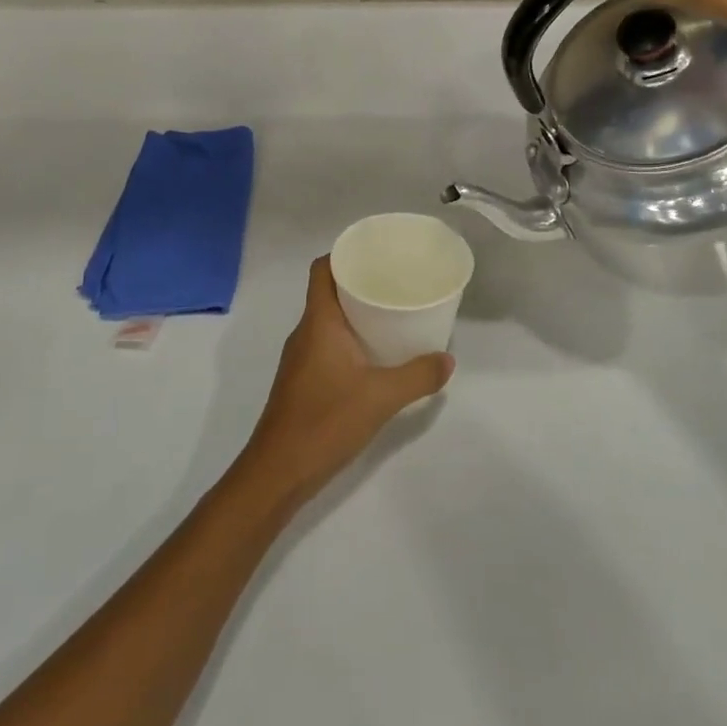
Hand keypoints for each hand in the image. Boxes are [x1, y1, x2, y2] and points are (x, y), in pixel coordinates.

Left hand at [238, 257, 454, 504]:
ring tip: (393, 314)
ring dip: (356, 313)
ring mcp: (301, 359)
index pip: (322, 270)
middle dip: (360, 283)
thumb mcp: (381, 397)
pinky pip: (328, 344)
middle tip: (397, 282)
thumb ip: (418, 376)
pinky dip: (351, 339)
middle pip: (329, 292)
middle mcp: (305, 333)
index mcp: (318, 323)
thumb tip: (447, 359)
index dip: (344, 254)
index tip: (376, 253)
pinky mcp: (303, 381)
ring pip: (329, 320)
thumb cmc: (325, 422)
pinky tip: (376, 355)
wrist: (278, 472)